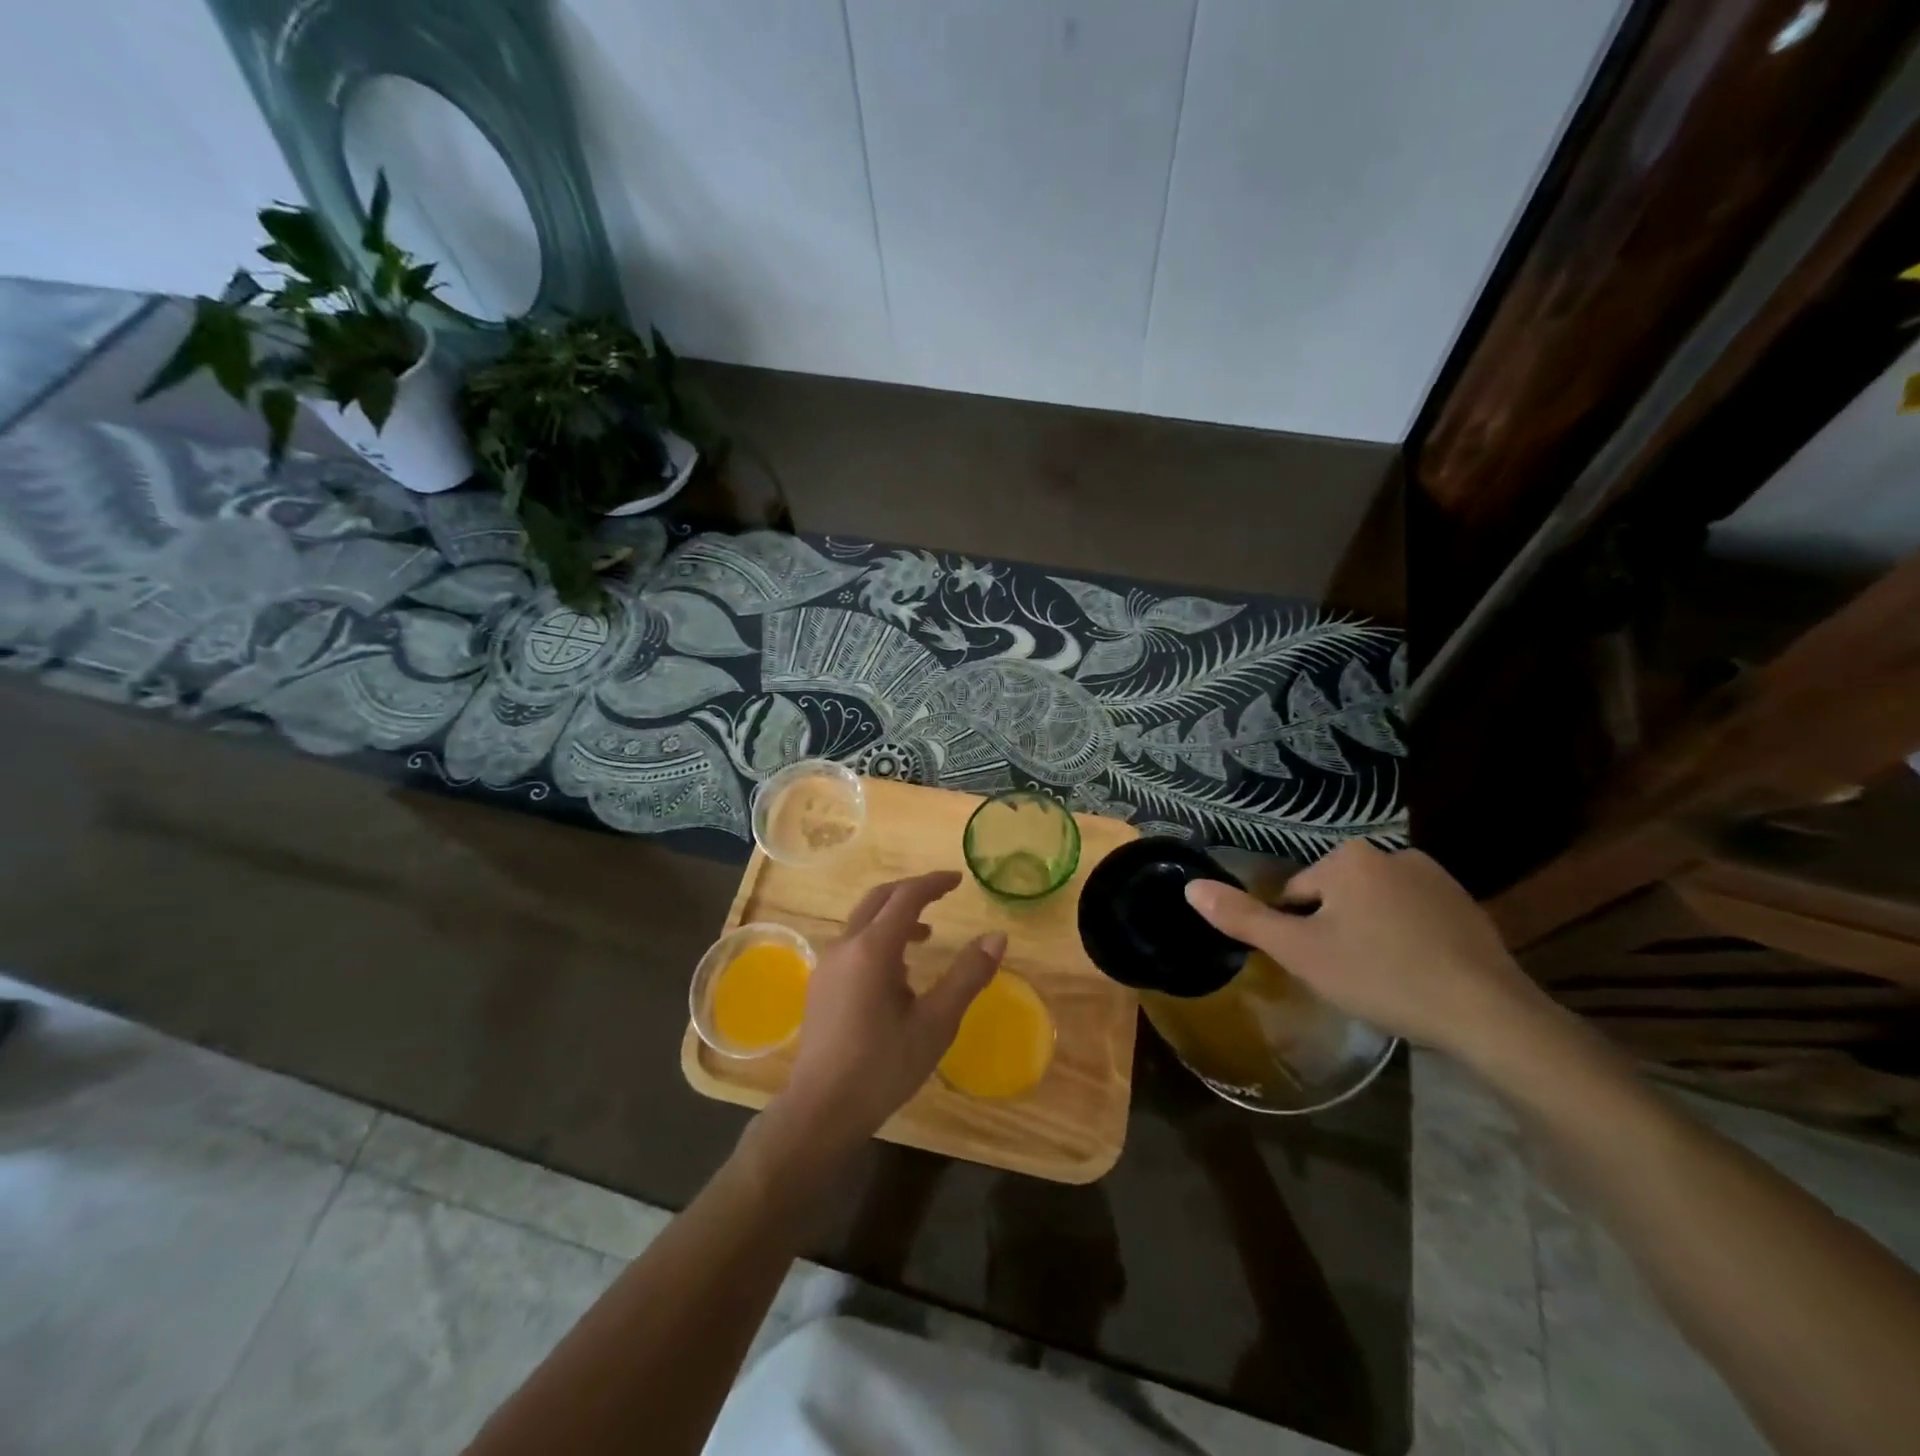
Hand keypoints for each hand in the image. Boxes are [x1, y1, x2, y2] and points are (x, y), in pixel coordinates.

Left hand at [768, 871, 1003, 1155]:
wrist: (821, 1110)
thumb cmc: (883, 1066)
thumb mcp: (936, 1023)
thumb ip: (967, 976)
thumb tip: (997, 936)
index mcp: (873, 949)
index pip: (906, 897)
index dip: (933, 883)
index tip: (958, 879)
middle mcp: (845, 946)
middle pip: (879, 899)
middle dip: (912, 892)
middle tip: (942, 895)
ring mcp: (828, 965)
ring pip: (863, 922)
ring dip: (895, 918)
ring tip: (926, 938)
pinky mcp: (821, 985)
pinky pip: (853, 944)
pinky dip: (879, 939)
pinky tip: (897, 974)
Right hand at [1182, 840, 1549, 1063]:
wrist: (1487, 1014)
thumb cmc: (1381, 976)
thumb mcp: (1299, 952)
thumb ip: (1243, 918)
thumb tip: (1190, 886)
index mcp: (1347, 857)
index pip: (1296, 894)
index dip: (1298, 934)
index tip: (1320, 967)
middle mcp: (1390, 852)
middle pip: (1335, 898)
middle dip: (1335, 932)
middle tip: (1351, 976)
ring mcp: (1435, 877)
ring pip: (1374, 907)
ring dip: (1370, 935)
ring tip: (1385, 979)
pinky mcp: (1467, 905)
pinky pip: (1414, 917)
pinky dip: (1407, 940)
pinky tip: (1418, 975)